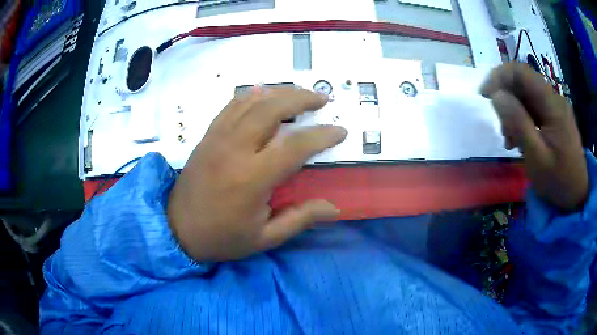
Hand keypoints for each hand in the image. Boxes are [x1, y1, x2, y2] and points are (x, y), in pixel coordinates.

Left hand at [167, 87, 346, 261]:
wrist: (177, 229)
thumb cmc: (222, 237)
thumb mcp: (265, 238)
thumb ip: (300, 219)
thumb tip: (334, 207)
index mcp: (252, 178)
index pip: (295, 146)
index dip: (322, 135)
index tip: (340, 131)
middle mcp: (235, 149)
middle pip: (272, 109)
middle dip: (301, 99)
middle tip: (322, 99)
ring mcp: (218, 138)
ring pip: (251, 102)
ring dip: (279, 93)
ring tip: (299, 94)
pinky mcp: (207, 136)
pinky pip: (231, 106)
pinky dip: (251, 96)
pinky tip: (264, 95)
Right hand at [481, 63, 587, 209]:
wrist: (576, 196)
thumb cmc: (558, 181)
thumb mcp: (537, 157)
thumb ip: (518, 123)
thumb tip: (496, 96)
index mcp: (552, 104)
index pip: (521, 72)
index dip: (499, 77)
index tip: (485, 96)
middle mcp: (554, 99)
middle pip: (522, 82)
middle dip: (506, 98)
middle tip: (501, 127)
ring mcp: (554, 108)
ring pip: (526, 95)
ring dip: (513, 111)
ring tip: (510, 139)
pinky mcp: (554, 117)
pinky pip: (533, 108)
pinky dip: (521, 119)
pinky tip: (519, 139)